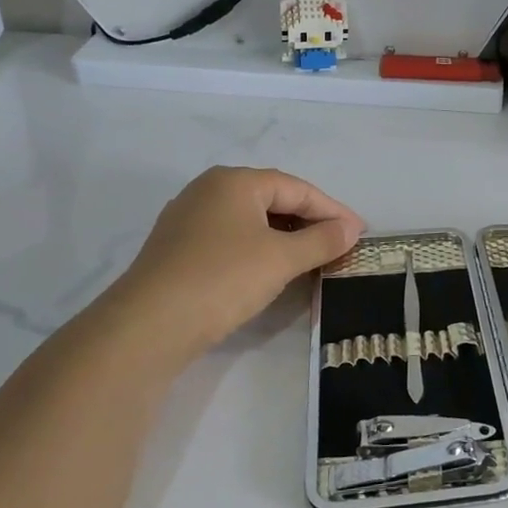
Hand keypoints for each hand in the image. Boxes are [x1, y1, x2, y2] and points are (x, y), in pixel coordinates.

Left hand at [106, 166, 364, 352]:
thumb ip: (321, 240)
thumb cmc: (223, 278)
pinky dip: (258, 249)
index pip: (297, 188)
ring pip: (250, 220)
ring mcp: (188, 219)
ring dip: (285, 237)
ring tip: (312, 257)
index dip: (333, 210)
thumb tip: (351, 229)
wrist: (148, 326)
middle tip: (339, 244)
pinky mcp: (176, 249)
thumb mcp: (282, 258)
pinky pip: (230, 238)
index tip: (360, 232)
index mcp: (235, 181)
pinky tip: (270, 269)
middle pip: (273, 199)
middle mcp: (209, 190)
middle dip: (309, 221)